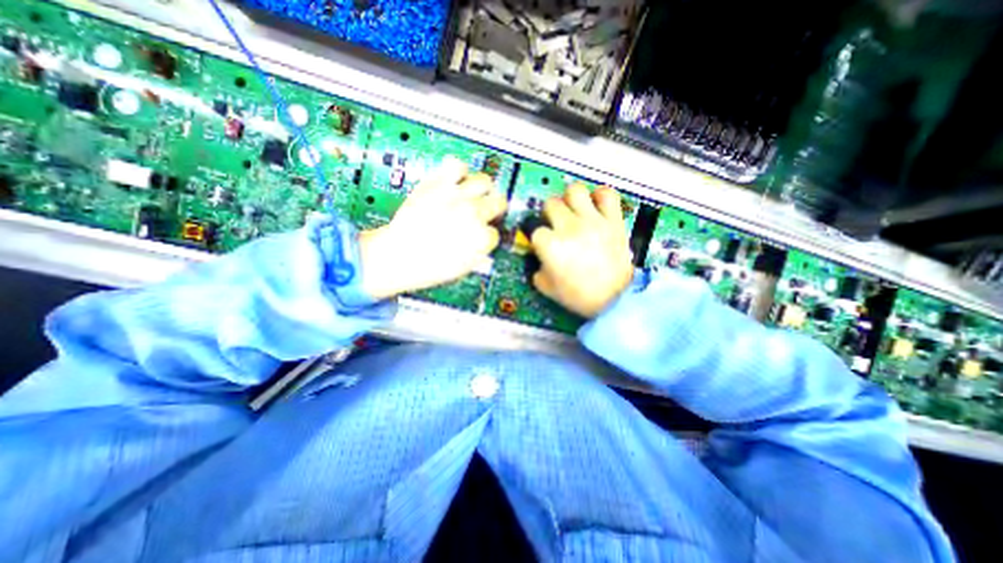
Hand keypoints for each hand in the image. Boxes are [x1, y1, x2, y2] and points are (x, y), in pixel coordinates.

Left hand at [357, 155, 504, 299]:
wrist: (398, 255)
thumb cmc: (428, 267)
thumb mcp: (462, 269)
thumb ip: (479, 255)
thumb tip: (486, 244)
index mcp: (482, 239)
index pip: (495, 231)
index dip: (488, 233)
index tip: (481, 234)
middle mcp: (474, 215)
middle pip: (499, 203)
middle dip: (494, 209)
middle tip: (486, 211)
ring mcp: (457, 197)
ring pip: (484, 181)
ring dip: (482, 189)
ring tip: (474, 193)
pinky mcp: (438, 185)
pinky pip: (456, 165)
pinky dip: (458, 170)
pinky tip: (455, 180)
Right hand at [527, 184, 627, 316]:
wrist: (614, 299)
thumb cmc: (579, 296)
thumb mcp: (547, 287)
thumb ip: (537, 268)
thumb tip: (539, 257)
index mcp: (551, 245)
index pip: (534, 229)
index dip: (537, 237)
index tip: (542, 243)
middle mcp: (569, 227)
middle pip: (551, 203)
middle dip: (549, 214)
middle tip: (556, 224)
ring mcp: (593, 221)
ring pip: (575, 190)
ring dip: (570, 198)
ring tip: (574, 209)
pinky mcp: (613, 220)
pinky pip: (607, 194)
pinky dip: (600, 196)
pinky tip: (596, 206)